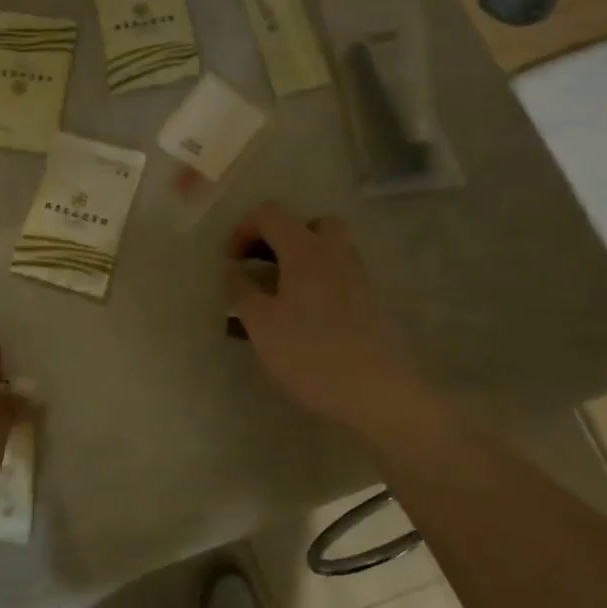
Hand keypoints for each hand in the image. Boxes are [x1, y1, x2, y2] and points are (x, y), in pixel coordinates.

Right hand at [227, 202, 419, 432]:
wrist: (376, 393)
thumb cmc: (309, 353)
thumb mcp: (260, 324)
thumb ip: (242, 290)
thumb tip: (233, 270)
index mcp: (306, 251)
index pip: (270, 214)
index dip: (242, 230)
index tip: (230, 262)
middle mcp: (336, 254)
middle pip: (310, 224)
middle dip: (281, 239)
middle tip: (262, 268)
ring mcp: (359, 278)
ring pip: (329, 250)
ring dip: (301, 261)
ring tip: (279, 296)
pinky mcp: (371, 303)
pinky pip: (340, 277)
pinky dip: (318, 283)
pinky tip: (305, 319)